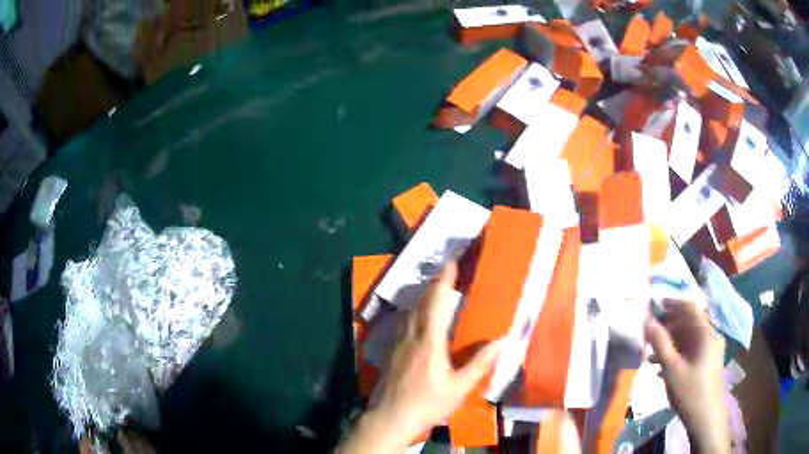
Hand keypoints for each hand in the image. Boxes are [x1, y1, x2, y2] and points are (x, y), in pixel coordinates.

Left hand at [338, 263, 503, 452]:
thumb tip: (503, 340)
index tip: (450, 263)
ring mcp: (397, 344)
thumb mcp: (458, 387)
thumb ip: (480, 363)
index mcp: (429, 341)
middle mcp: (410, 336)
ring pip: (409, 312)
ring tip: (433, 292)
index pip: (436, 303)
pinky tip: (416, 319)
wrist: (390, 419)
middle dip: (433, 285)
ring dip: (422, 297)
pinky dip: (413, 312)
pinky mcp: (391, 353)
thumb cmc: (427, 404)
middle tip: (446, 273)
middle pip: (420, 303)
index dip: (443, 281)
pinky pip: (402, 324)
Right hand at [644, 300, 729, 453]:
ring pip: (689, 338)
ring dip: (671, 342)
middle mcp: (710, 336)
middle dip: (669, 326)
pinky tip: (663, 368)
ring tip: (652, 355)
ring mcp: (711, 350)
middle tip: (650, 334)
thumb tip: (648, 320)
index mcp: (705, 333)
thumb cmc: (690, 391)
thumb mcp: (671, 368)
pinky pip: (692, 350)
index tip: (655, 305)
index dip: (673, 303)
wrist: (706, 417)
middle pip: (689, 322)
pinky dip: (678, 353)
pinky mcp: (708, 362)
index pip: (690, 307)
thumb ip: (660, 343)